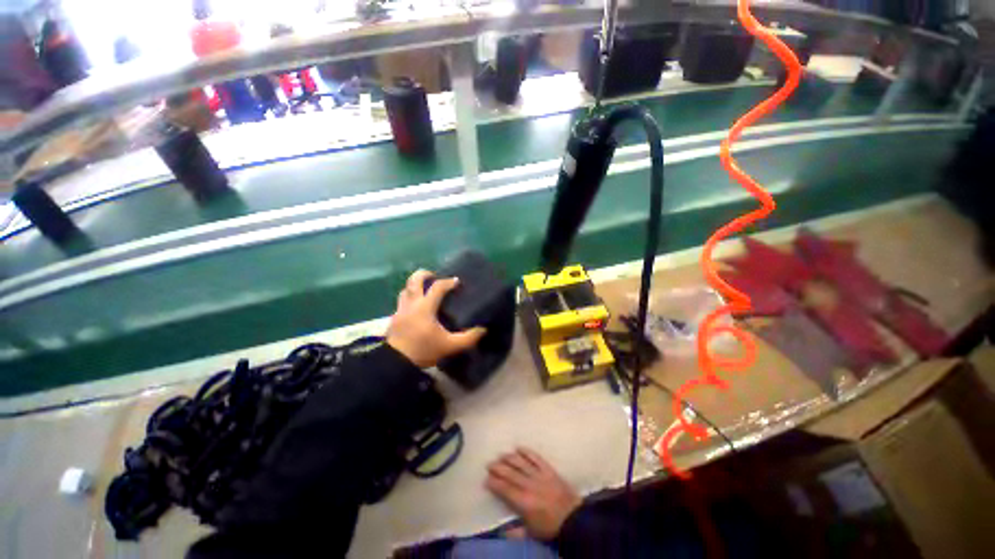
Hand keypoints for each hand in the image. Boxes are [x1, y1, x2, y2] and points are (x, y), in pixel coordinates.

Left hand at [386, 269, 486, 367]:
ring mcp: (400, 310)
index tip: (456, 281)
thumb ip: (468, 338)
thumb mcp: (450, 346)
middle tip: (434, 276)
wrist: (396, 363)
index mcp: (425, 308)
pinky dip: (409, 297)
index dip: (448, 282)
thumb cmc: (424, 351)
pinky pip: (401, 301)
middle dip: (424, 274)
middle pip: (414, 280)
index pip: (437, 287)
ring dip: (414, 285)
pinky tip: (416, 306)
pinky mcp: (394, 317)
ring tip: (424, 289)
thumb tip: (483, 330)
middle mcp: (411, 304)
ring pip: (405, 289)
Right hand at [485, 447, 581, 540]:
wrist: (574, 519)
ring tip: (501, 455)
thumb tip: (501, 530)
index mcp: (524, 502)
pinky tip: (519, 447)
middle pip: (510, 473)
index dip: (494, 483)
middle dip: (498, 468)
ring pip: (521, 463)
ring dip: (509, 458)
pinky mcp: (548, 469)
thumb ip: (515, 531)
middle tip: (489, 463)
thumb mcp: (531, 533)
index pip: (505, 489)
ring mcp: (539, 475)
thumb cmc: (551, 527)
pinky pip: (535, 457)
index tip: (486, 479)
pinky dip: (527, 451)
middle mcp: (529, 485)